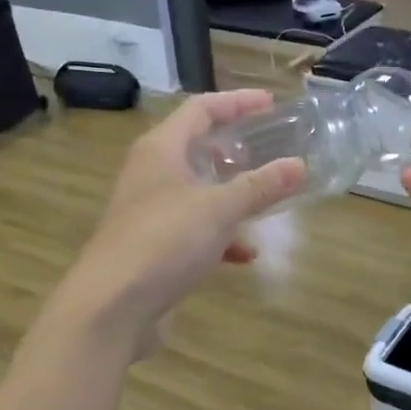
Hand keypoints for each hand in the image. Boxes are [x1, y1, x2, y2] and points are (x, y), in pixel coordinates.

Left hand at [48, 91, 305, 357]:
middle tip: (269, 148)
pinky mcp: (153, 246)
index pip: (201, 109)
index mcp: (161, 149)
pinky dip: (221, 236)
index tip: (271, 104)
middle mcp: (151, 173)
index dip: (237, 102)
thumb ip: (260, 186)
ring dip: (231, 193)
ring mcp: (149, 211)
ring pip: (197, 191)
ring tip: (265, 198)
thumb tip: (299, 165)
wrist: (111, 306)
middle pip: (196, 147)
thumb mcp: (219, 209)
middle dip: (234, 148)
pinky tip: (246, 255)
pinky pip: (193, 229)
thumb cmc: (164, 242)